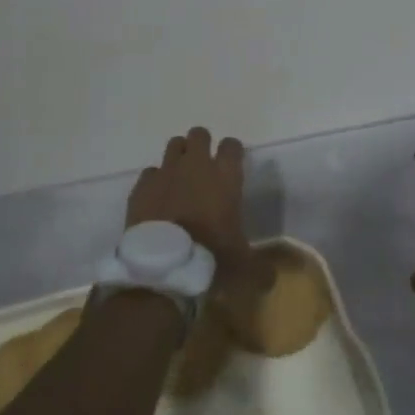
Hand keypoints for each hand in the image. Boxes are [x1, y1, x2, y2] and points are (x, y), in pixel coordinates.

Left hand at [127, 127, 272, 312]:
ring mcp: (166, 173)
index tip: (232, 164)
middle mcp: (196, 166)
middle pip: (199, 135)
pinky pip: (150, 172)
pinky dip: (155, 181)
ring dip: (179, 156)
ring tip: (180, 177)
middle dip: (202, 146)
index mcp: (225, 176)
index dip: (232, 152)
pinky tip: (157, 198)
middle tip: (203, 168)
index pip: (232, 145)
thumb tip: (272, 279)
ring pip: (173, 145)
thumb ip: (260, 267)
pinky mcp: (142, 187)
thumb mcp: (244, 267)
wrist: (162, 268)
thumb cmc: (210, 258)